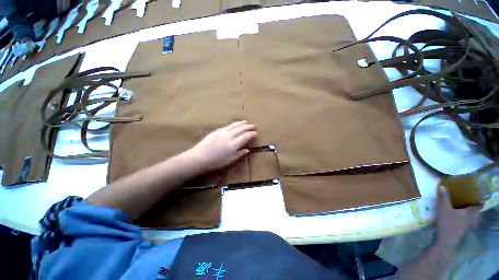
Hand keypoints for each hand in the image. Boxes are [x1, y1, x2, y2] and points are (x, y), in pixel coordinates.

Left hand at [186, 121, 257, 172]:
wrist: (199, 157)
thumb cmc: (216, 162)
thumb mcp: (230, 160)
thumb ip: (240, 154)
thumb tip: (247, 149)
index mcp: (234, 144)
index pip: (246, 136)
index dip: (252, 134)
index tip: (256, 133)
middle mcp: (229, 136)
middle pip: (241, 129)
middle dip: (248, 127)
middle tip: (253, 125)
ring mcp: (223, 132)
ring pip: (234, 125)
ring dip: (241, 123)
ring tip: (245, 122)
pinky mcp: (217, 131)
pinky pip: (228, 126)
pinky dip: (233, 124)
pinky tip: (234, 124)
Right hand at [436, 186, 480, 247]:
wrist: (446, 240)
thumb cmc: (447, 223)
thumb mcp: (444, 209)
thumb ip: (444, 198)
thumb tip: (442, 185)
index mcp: (470, 212)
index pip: (479, 205)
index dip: (479, 199)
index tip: (477, 193)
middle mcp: (471, 218)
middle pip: (476, 211)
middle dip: (474, 205)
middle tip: (469, 198)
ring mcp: (467, 224)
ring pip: (472, 216)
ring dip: (469, 211)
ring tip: (463, 205)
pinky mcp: (462, 228)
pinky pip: (466, 219)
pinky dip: (465, 216)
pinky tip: (458, 214)